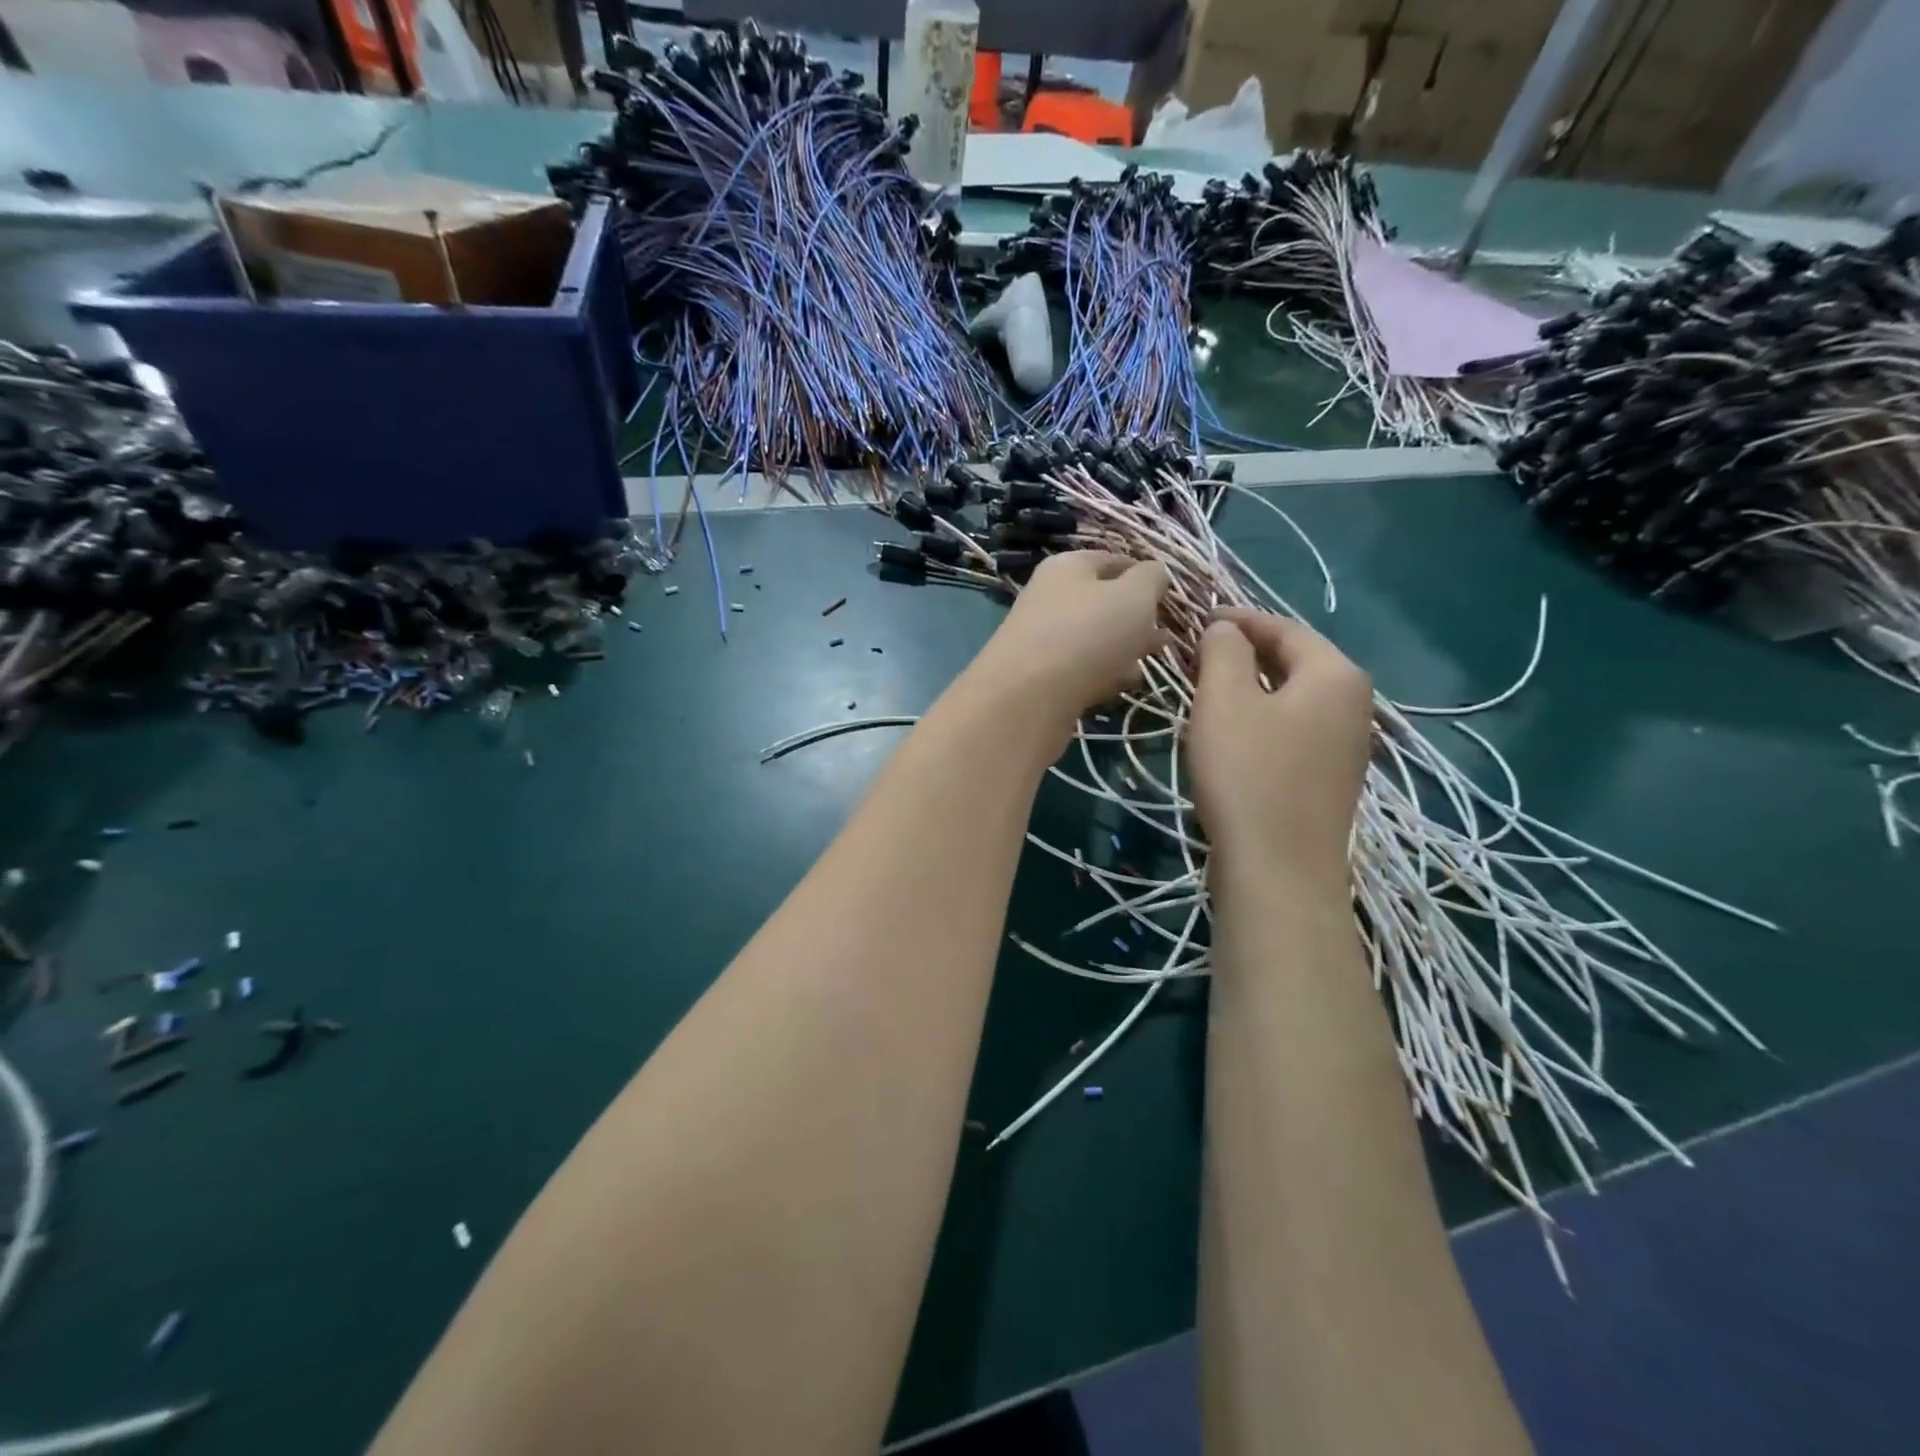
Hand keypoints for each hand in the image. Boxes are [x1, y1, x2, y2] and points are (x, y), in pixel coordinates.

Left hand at [967, 551, 1171, 730]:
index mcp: (1068, 566)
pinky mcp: (1041, 678)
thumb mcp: (1134, 596)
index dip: (1145, 575)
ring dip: (1123, 650)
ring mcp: (1043, 639)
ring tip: (1149, 664)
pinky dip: (1103, 676)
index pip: (1114, 560)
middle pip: (1103, 603)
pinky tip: (1122, 687)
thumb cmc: (1087, 634)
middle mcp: (1050, 598)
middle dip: (1137, 619)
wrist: (1027, 699)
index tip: (1171, 597)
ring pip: (1095, 639)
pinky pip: (1082, 670)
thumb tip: (1154, 573)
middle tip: (1166, 637)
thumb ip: (1152, 579)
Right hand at [1189, 609, 1372, 889]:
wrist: (1278, 870)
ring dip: (1253, 687)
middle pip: (1296, 662)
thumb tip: (1226, 628)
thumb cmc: (1248, 775)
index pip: (1286, 628)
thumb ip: (1224, 652)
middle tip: (1199, 654)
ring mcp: (1347, 746)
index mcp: (1335, 675)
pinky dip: (1264, 719)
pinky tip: (1234, 735)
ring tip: (1209, 690)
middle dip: (1247, 652)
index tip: (1200, 619)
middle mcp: (1354, 704)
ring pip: (1294, 698)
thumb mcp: (1224, 702)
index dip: (1240, 620)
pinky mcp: (1331, 779)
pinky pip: (1296, 729)